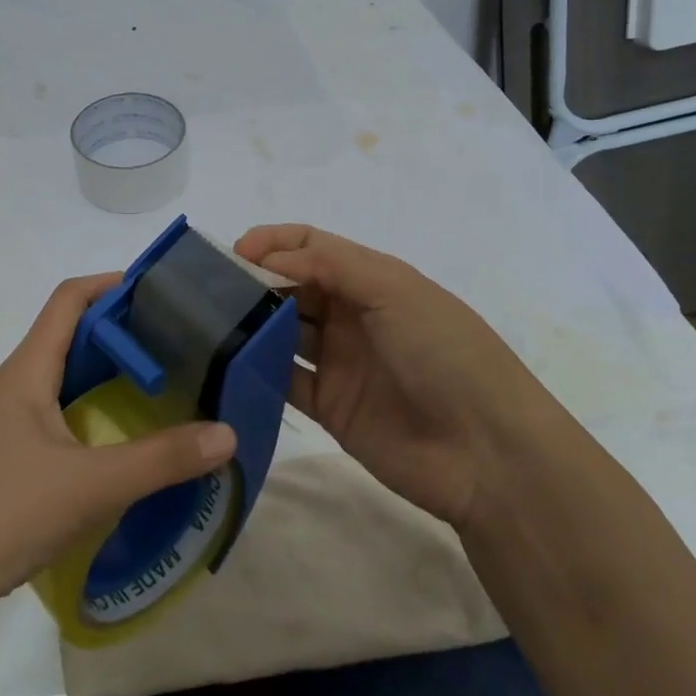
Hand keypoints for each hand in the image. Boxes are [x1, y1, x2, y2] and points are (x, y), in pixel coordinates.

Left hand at [0, 274, 237, 648]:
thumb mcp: (86, 488)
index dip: (111, 284)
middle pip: (66, 344)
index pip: (67, 301)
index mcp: (23, 374)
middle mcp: (6, 393)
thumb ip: (159, 460)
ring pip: (54, 393)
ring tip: (152, 406)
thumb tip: (227, 433)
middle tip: (175, 355)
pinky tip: (106, 467)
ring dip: (100, 390)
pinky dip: (80, 432)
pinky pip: (44, 434)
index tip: (160, 291)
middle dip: (118, 342)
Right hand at [235, 223, 554, 528]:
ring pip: (282, 332)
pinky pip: (284, 380)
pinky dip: (257, 370)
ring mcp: (339, 362)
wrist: (487, 453)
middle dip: (254, 281)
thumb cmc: (443, 352)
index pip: (311, 246)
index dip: (273, 243)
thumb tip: (266, 258)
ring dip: (251, 324)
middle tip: (209, 289)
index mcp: (370, 279)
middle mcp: (351, 315)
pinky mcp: (329, 406)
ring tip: (209, 323)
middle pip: (291, 287)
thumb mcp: (393, 290)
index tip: (233, 253)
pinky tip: (227, 365)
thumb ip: (328, 265)